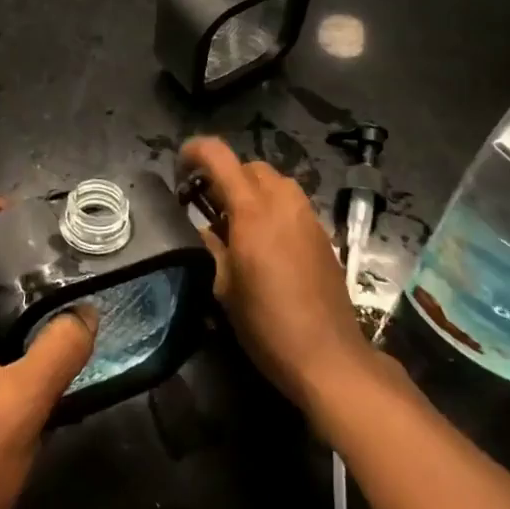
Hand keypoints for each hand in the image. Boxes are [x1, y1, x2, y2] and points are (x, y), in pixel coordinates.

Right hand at [182, 136, 373, 408]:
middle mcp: (282, 201)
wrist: (329, 357)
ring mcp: (307, 215)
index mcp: (252, 210)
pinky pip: (292, 203)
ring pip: (274, 181)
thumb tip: (202, 228)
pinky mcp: (322, 233)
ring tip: (238, 223)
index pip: (219, 156)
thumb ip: (210, 246)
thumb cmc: (267, 324)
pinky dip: (273, 207)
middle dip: (225, 176)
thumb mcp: (224, 288)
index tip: (180, 168)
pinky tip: (266, 242)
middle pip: (249, 166)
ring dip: (251, 190)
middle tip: (207, 205)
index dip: (195, 151)